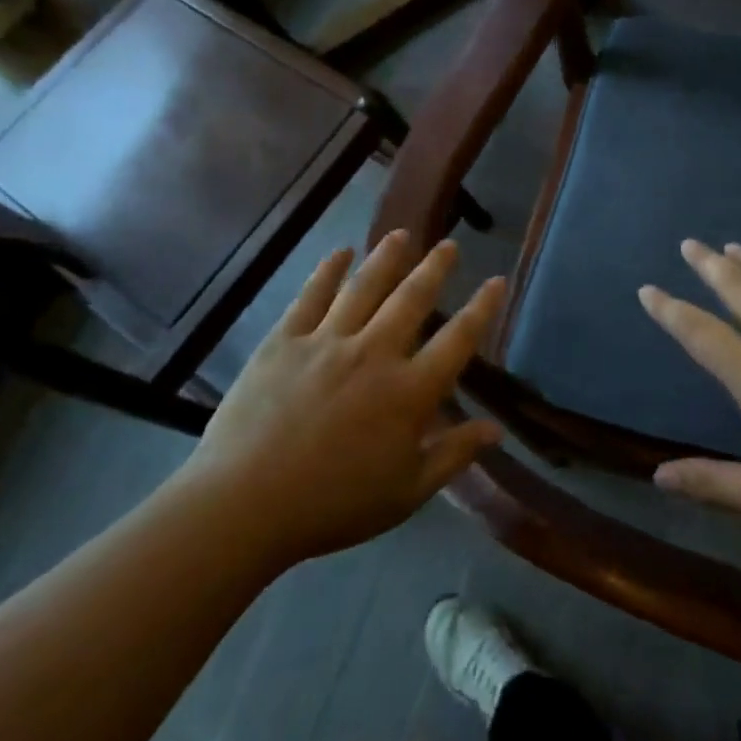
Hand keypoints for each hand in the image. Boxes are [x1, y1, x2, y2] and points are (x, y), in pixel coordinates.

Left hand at [180, 232, 504, 564]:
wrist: (243, 506)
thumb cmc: (333, 505)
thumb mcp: (406, 492)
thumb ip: (454, 456)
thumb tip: (497, 430)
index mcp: (409, 392)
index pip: (458, 340)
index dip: (482, 308)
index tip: (497, 281)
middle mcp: (374, 354)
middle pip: (412, 299)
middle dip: (435, 268)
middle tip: (450, 244)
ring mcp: (327, 342)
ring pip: (365, 287)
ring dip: (387, 257)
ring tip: (402, 235)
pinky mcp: (284, 342)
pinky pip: (311, 297)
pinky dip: (328, 271)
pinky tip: (340, 253)